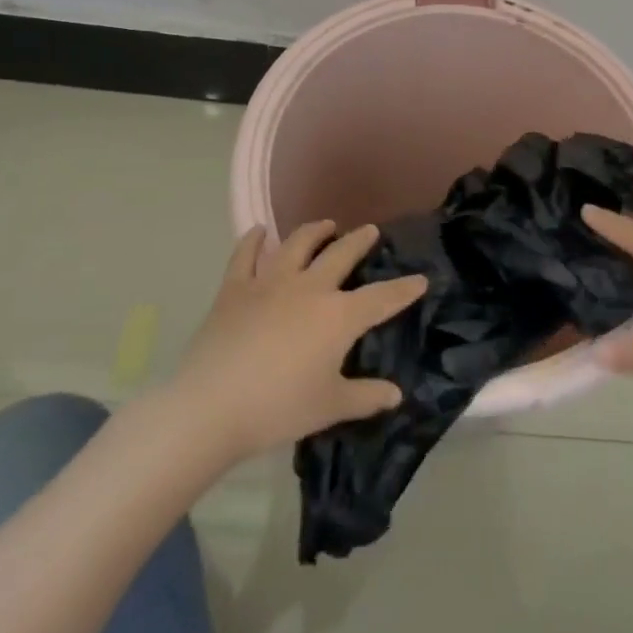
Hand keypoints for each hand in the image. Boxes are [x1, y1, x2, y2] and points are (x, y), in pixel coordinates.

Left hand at [173, 221, 427, 462]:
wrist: (212, 405)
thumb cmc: (279, 408)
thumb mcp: (330, 407)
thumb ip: (366, 397)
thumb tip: (395, 394)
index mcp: (338, 316)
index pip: (381, 298)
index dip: (404, 289)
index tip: (420, 279)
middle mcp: (310, 288)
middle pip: (341, 254)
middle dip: (360, 241)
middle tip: (370, 231)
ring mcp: (270, 282)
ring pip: (298, 244)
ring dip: (315, 231)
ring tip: (326, 224)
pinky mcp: (235, 288)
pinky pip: (245, 255)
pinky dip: (253, 240)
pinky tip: (259, 231)